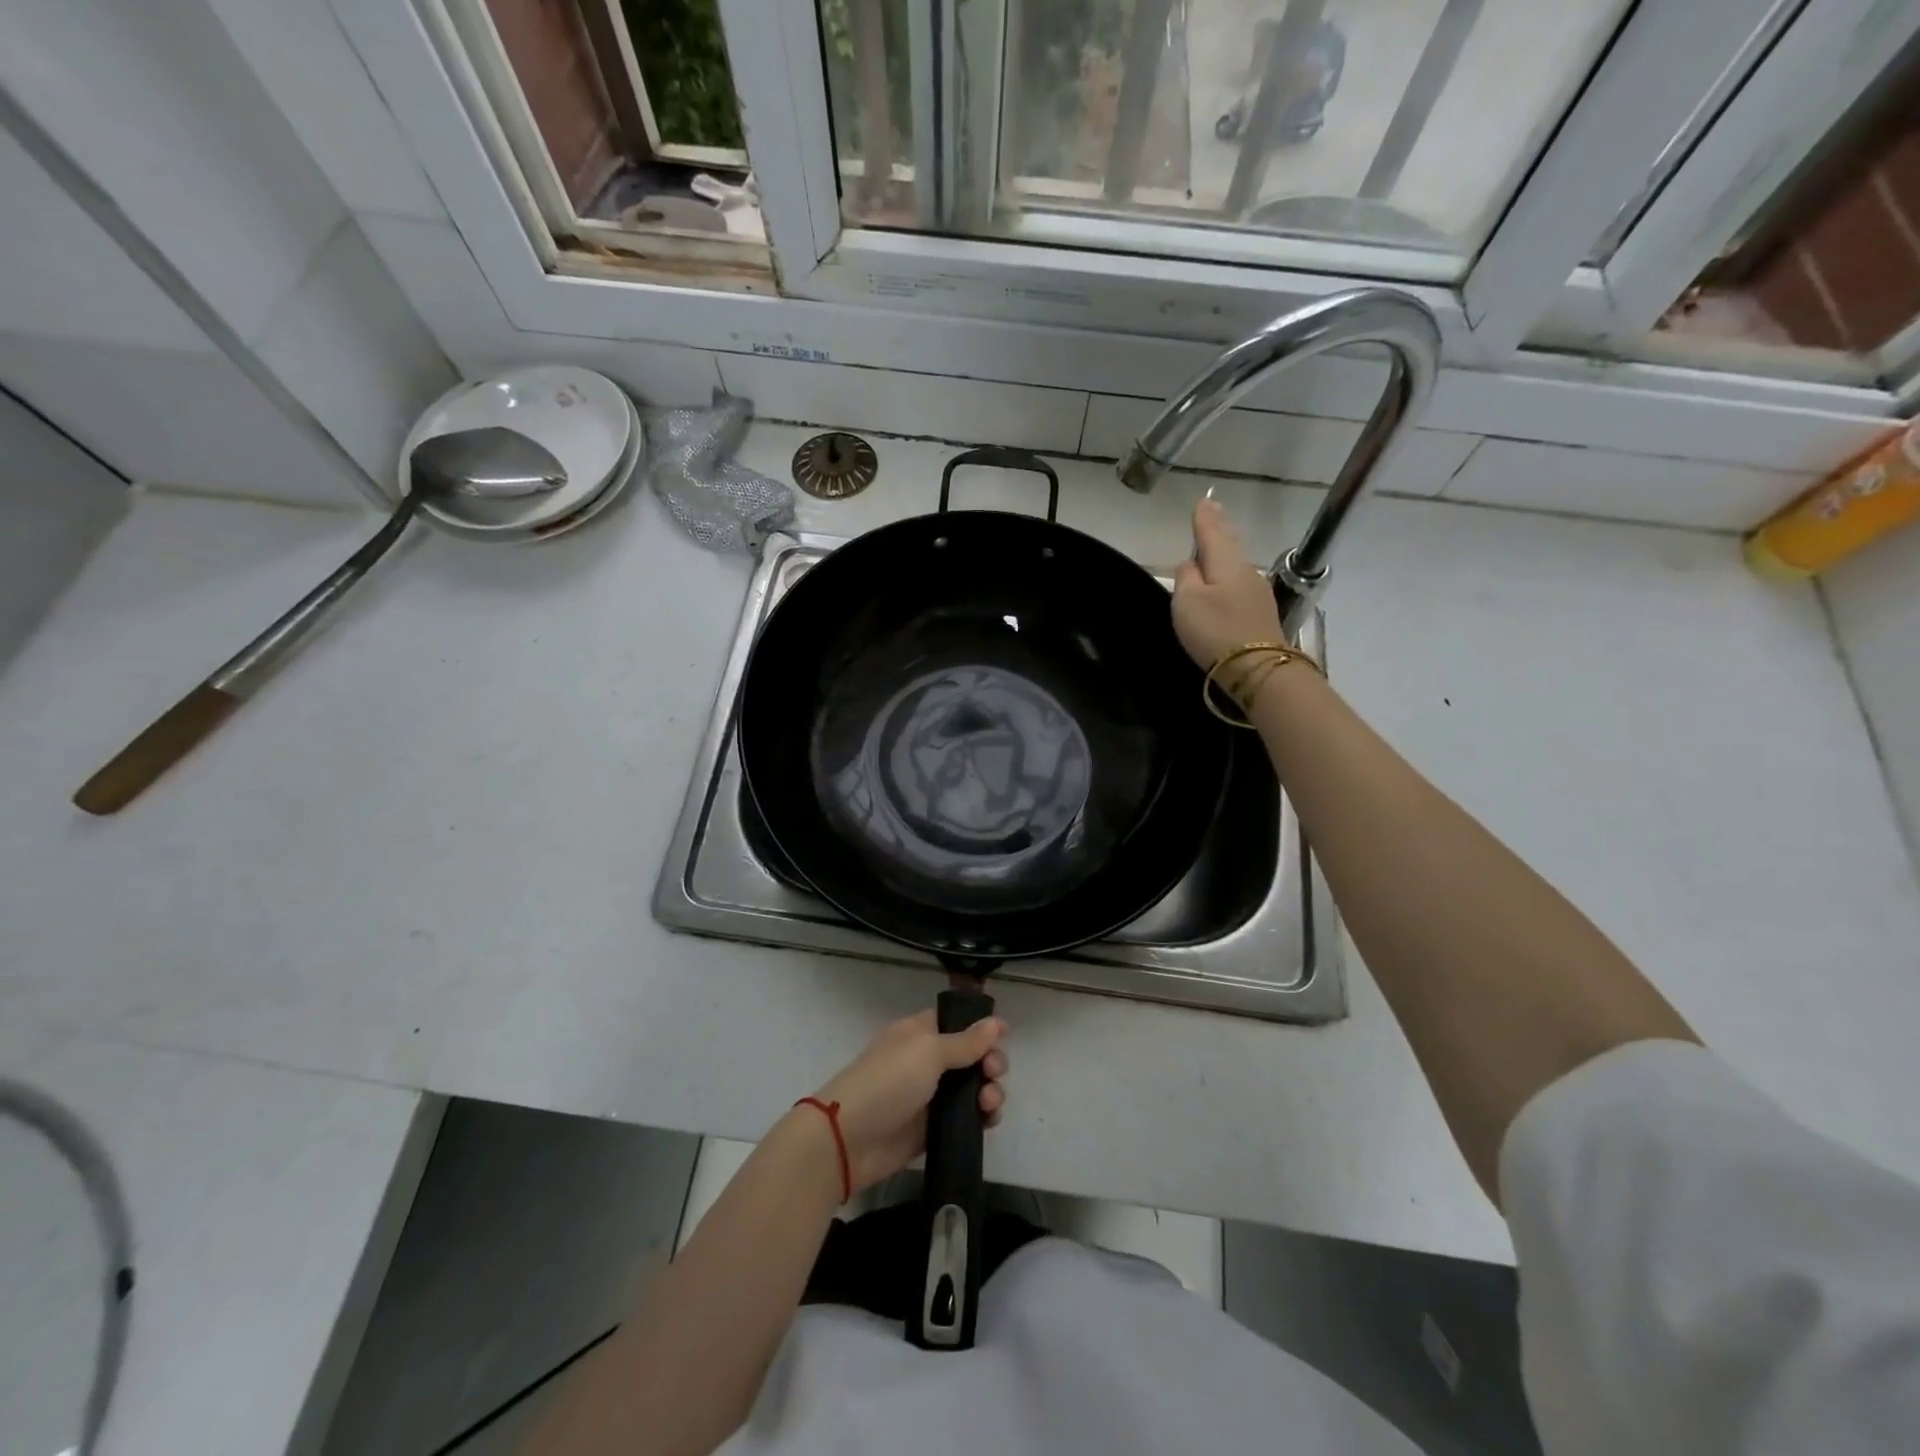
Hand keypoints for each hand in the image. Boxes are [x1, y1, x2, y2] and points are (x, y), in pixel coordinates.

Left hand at [809, 1010, 1008, 1191]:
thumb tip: (997, 1022)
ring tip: (989, 1104)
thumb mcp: (928, 1052)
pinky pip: (965, 1119)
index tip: (1004, 1035)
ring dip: (989, 1091)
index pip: (956, 1022)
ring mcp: (930, 1096)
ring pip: (972, 1089)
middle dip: (990, 1062)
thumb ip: (966, 1041)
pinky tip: (988, 1120)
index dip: (981, 1028)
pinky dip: (981, 1118)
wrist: (849, 1139)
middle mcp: (926, 1061)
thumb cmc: (888, 1081)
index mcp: (919, 1033)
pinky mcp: (932, 1129)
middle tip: (993, 1073)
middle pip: (971, 1056)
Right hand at [1171, 498, 1284, 670]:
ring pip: (1236, 563)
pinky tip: (1226, 578)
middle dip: (1219, 529)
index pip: (1212, 533)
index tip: (1203, 501)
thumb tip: (1190, 564)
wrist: (1257, 668)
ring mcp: (1257, 593)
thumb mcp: (1187, 602)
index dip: (1204, 518)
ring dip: (1226, 550)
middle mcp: (1245, 571)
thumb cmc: (1216, 630)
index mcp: (1226, 562)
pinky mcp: (1260, 614)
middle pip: (1230, 544)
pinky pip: (1240, 583)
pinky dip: (1230, 574)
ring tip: (1218, 540)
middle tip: (1214, 512)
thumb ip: (1185, 578)